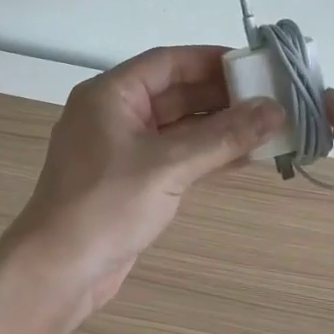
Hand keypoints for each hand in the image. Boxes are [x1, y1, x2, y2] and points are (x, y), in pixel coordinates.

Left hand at [4, 46, 281, 316]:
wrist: (57, 273)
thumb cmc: (106, 205)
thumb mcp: (169, 166)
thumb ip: (224, 136)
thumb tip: (275, 109)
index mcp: (111, 94)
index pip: (168, 62)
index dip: (212, 60)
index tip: (254, 64)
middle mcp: (114, 113)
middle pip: (175, 92)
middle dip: (222, 97)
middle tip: (271, 99)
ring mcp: (121, 148)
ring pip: (178, 126)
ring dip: (219, 127)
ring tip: (267, 128)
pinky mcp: (131, 179)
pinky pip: (175, 154)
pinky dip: (206, 154)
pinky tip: (243, 158)